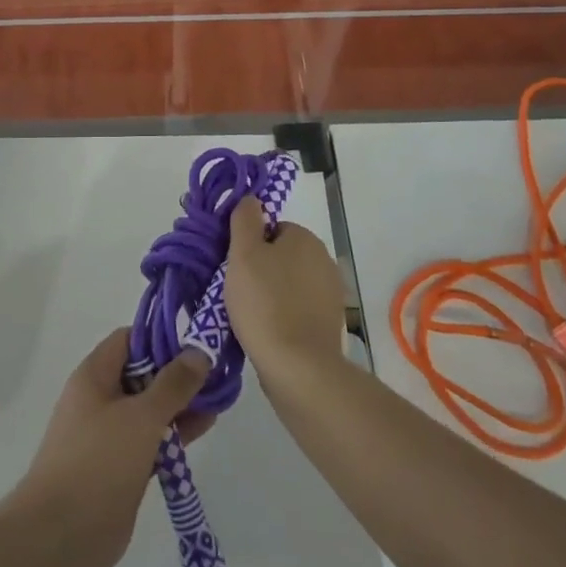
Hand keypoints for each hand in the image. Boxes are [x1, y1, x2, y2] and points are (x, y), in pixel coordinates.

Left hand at [11, 329, 212, 566]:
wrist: (61, 537)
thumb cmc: (98, 462)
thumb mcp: (141, 417)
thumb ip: (173, 384)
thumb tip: (198, 351)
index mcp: (95, 375)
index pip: (130, 339)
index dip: (161, 337)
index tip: (196, 343)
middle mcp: (101, 398)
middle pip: (143, 373)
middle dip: (178, 373)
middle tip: (217, 372)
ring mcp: (110, 434)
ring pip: (150, 408)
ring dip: (181, 404)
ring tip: (220, 399)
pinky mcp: (121, 466)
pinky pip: (152, 439)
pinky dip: (175, 433)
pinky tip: (205, 428)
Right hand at [225, 196, 346, 378]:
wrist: (298, 367)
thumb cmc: (265, 303)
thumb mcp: (243, 253)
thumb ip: (245, 219)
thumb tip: (251, 199)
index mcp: (305, 238)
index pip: (271, 229)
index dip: (249, 246)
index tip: (235, 267)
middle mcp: (324, 260)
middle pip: (280, 255)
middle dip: (260, 270)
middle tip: (238, 290)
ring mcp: (330, 294)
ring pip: (289, 283)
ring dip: (271, 294)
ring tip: (250, 316)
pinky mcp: (330, 324)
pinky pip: (298, 309)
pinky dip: (284, 316)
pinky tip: (268, 332)